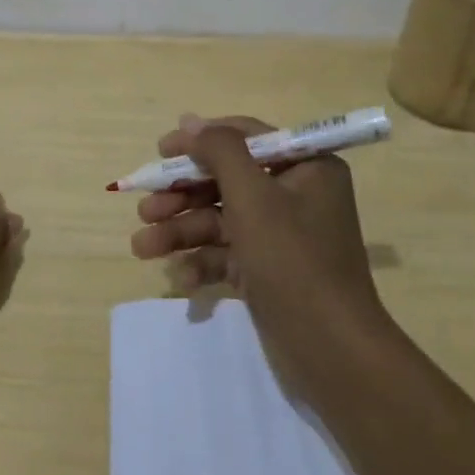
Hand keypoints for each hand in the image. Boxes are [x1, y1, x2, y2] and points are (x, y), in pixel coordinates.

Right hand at [129, 114, 388, 354]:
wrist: (332, 354)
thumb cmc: (293, 260)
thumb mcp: (253, 196)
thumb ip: (219, 150)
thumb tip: (189, 121)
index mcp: (305, 167)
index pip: (245, 137)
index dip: (200, 141)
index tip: (160, 151)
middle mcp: (295, 195)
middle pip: (225, 181)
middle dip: (181, 196)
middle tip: (145, 209)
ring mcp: (280, 235)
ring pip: (219, 219)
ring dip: (180, 230)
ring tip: (142, 247)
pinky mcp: (267, 271)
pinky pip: (226, 254)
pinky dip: (201, 262)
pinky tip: (180, 279)